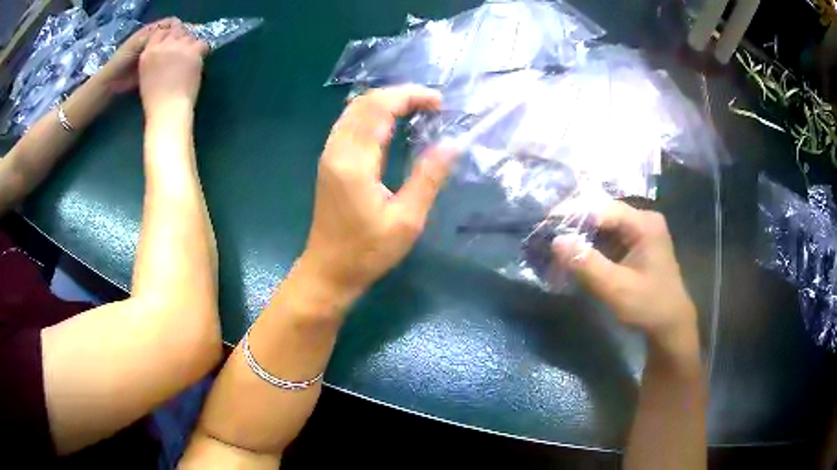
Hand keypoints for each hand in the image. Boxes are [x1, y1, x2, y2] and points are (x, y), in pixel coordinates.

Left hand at [98, 18, 181, 93]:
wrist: (112, 82)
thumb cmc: (123, 59)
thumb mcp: (139, 42)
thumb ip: (155, 34)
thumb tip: (175, 28)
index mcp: (152, 31)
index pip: (172, 23)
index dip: (179, 27)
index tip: (183, 36)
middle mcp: (155, 40)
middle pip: (173, 35)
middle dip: (179, 39)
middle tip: (186, 47)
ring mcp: (154, 53)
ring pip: (170, 48)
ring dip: (176, 51)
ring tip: (183, 57)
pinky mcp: (153, 67)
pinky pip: (165, 61)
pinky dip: (171, 62)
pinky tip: (176, 66)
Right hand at [138, 23, 209, 117]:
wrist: (168, 109)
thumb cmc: (155, 100)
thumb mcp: (146, 74)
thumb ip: (155, 57)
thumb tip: (166, 49)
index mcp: (148, 52)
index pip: (160, 32)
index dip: (168, 34)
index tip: (173, 41)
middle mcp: (163, 45)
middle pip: (176, 30)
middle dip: (181, 36)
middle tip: (184, 49)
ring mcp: (179, 46)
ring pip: (190, 36)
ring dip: (191, 44)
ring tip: (189, 58)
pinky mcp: (193, 51)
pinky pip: (202, 43)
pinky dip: (202, 50)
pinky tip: (199, 60)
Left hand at [300, 86, 457, 304]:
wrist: (328, 272)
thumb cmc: (367, 252)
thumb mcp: (407, 220)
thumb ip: (428, 178)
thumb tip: (452, 144)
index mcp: (355, 161)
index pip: (380, 107)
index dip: (410, 96)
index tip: (439, 103)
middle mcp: (337, 150)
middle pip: (364, 102)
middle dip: (399, 94)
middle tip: (430, 104)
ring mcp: (329, 155)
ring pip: (354, 110)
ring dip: (385, 101)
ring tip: (415, 109)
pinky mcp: (328, 162)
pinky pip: (348, 123)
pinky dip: (372, 114)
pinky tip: (390, 124)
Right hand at [553, 201, 697, 352]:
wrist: (670, 325)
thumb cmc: (648, 306)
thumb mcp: (616, 288)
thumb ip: (587, 264)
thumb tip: (556, 241)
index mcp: (644, 224)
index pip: (602, 209)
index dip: (572, 213)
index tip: (546, 223)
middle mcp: (643, 219)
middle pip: (603, 213)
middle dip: (575, 224)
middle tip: (548, 233)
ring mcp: (641, 230)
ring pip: (605, 225)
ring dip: (582, 235)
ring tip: (558, 244)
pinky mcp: (637, 243)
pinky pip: (610, 237)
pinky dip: (593, 245)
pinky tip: (577, 253)